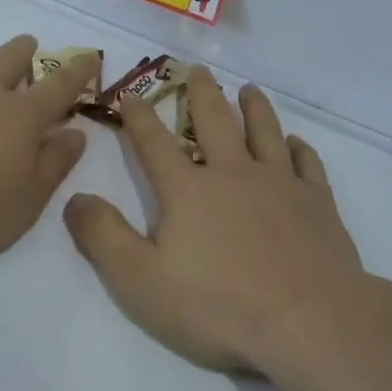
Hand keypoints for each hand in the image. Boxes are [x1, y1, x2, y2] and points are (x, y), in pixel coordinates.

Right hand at [63, 68, 370, 372]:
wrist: (308, 320)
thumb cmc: (218, 305)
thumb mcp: (140, 280)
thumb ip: (103, 237)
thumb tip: (74, 197)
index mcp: (188, 190)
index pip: (155, 143)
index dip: (139, 117)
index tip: (132, 94)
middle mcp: (234, 173)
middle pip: (214, 121)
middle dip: (201, 93)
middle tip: (197, 69)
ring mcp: (280, 183)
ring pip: (264, 131)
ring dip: (255, 107)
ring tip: (248, 89)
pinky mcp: (317, 202)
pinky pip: (307, 163)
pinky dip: (300, 148)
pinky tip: (296, 143)